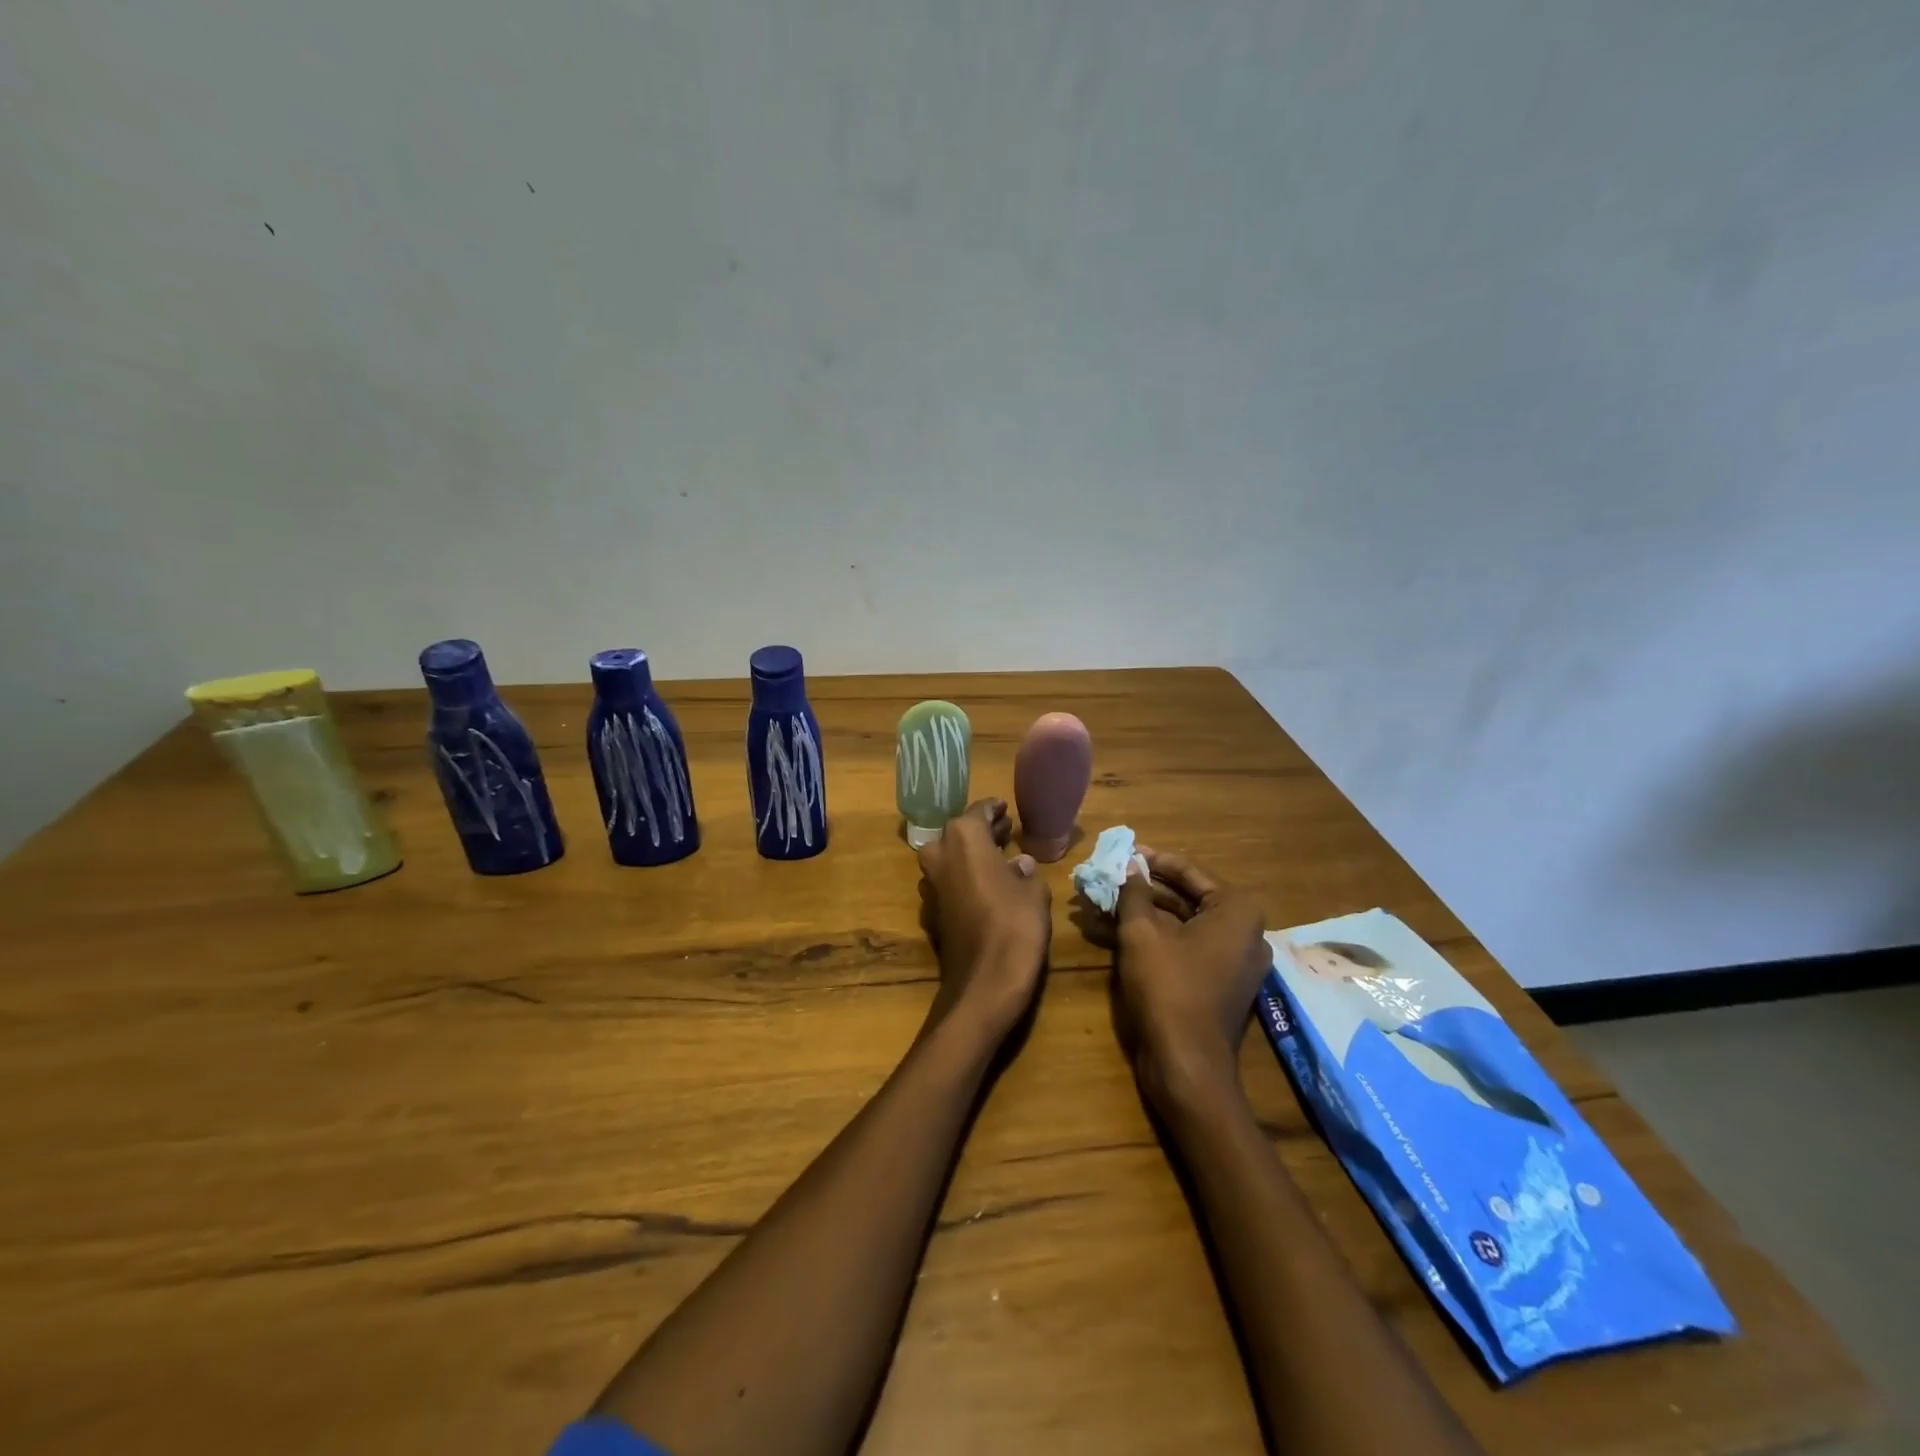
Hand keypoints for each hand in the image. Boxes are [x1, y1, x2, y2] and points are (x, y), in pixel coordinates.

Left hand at [916, 799, 1050, 1039]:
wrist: (984, 982)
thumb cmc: (1015, 924)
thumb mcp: (1034, 892)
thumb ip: (1025, 871)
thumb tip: (1020, 863)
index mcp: (963, 837)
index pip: (979, 812)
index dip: (994, 810)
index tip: (1006, 809)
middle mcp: (939, 853)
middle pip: (960, 833)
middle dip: (983, 832)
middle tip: (1007, 830)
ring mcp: (931, 883)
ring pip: (951, 858)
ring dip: (972, 855)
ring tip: (1001, 857)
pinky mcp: (931, 910)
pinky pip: (950, 882)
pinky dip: (966, 878)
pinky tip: (988, 886)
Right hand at [1114, 849, 1271, 1114]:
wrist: (1186, 1064)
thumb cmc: (1167, 987)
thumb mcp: (1141, 932)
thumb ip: (1135, 892)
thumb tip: (1130, 865)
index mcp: (1237, 911)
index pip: (1189, 871)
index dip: (1152, 860)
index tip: (1123, 851)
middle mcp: (1246, 931)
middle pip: (1189, 897)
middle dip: (1148, 887)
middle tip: (1112, 876)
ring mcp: (1237, 960)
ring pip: (1186, 923)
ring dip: (1148, 911)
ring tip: (1109, 900)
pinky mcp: (1222, 983)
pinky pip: (1189, 946)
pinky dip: (1159, 936)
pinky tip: (1122, 929)